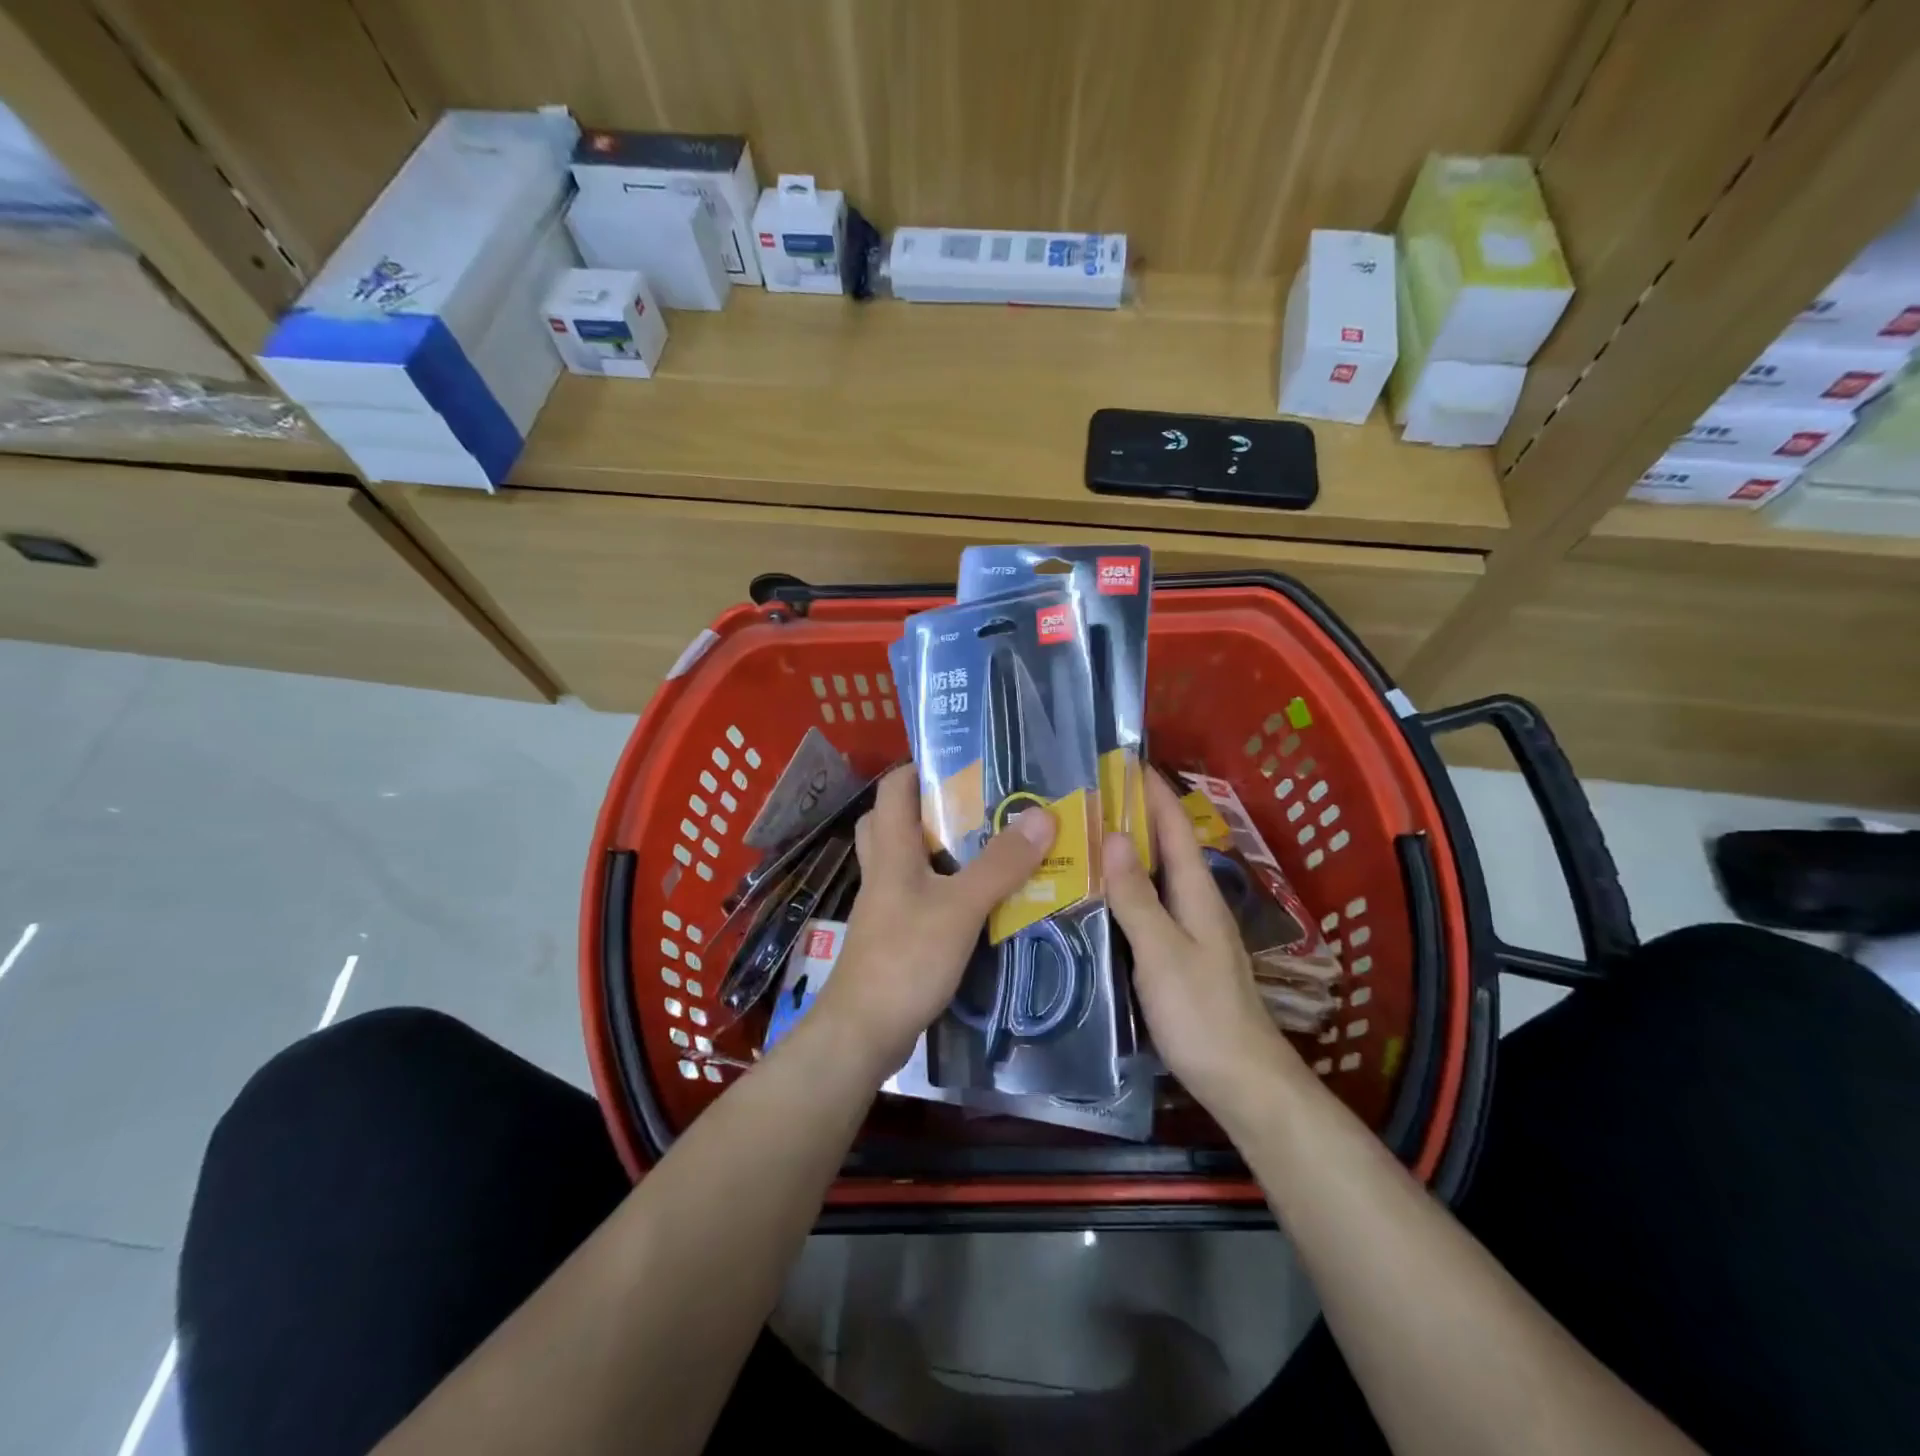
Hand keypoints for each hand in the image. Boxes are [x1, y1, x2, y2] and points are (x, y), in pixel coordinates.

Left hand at [815, 765, 1056, 1077]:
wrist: (863, 1032)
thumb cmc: (906, 958)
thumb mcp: (961, 907)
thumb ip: (1000, 863)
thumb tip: (1043, 814)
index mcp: (891, 848)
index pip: (894, 787)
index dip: (923, 767)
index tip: (967, 763)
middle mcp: (883, 869)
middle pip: (896, 819)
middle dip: (934, 806)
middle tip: (980, 806)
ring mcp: (886, 903)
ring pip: (909, 858)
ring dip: (943, 848)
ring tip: (989, 846)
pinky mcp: (895, 933)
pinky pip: (919, 893)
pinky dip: (945, 886)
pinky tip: (979, 898)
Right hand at [1103, 772, 1303, 1118]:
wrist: (1241, 1080)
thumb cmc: (1201, 1013)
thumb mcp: (1162, 951)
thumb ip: (1136, 896)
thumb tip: (1112, 835)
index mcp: (1196, 892)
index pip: (1174, 827)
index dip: (1152, 791)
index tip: (1123, 759)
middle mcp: (1195, 902)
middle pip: (1164, 846)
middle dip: (1133, 814)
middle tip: (1087, 794)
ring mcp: (1188, 930)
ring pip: (1154, 876)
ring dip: (1126, 850)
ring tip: (1084, 834)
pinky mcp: (1177, 954)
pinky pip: (1147, 905)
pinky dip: (1124, 887)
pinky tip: (1097, 895)